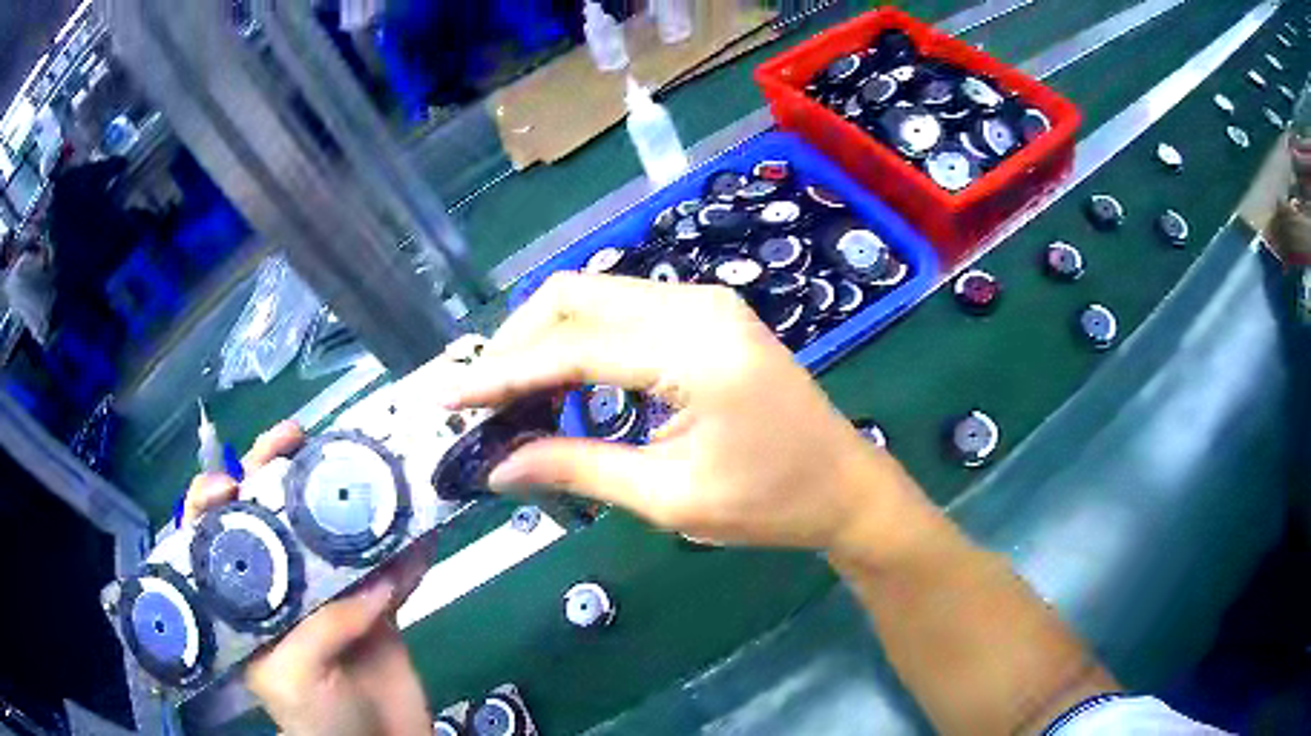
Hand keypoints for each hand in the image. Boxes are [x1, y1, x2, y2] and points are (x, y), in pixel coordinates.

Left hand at [184, 421, 432, 735]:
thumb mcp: (295, 677)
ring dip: (349, 500)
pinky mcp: (378, 608)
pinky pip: (393, 571)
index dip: (217, 501)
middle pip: (274, 520)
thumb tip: (375, 578)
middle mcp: (282, 590)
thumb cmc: (319, 723)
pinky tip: (421, 526)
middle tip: (297, 439)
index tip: (233, 478)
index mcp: (245, 606)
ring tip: (362, 460)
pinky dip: (409, 551)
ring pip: (334, 535)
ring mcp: (332, 596)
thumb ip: (320, 623)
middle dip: (280, 475)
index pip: (215, 542)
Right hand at [444, 273, 934, 556]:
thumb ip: (576, 468)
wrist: (847, 487)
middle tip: (483, 401)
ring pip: (597, 296)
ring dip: (547, 339)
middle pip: (576, 296)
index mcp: (693, 349)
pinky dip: (584, 340)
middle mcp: (696, 304)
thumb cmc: (771, 502)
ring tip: (515, 397)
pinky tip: (567, 384)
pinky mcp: (709, 314)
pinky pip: (626, 311)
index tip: (446, 396)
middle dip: (518, 343)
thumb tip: (496, 464)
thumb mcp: (669, 496)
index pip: (570, 347)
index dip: (500, 373)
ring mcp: (706, 302)